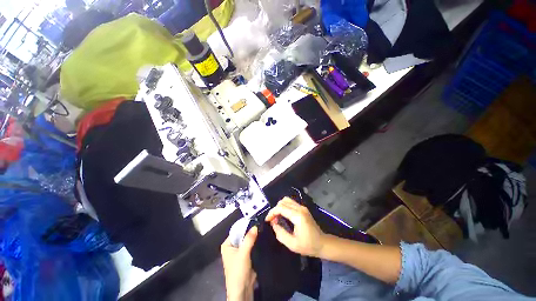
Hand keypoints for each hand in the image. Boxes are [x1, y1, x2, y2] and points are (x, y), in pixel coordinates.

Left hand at [221, 226, 257, 300]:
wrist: (242, 289)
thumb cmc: (238, 271)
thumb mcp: (243, 253)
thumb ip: (249, 239)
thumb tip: (255, 225)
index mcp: (227, 244)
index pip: (236, 230)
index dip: (245, 225)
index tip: (254, 219)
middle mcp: (232, 246)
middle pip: (242, 234)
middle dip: (250, 230)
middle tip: (259, 222)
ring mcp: (239, 250)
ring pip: (247, 239)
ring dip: (253, 235)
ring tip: (261, 227)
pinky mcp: (246, 255)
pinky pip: (250, 245)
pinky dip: (255, 241)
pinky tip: (261, 236)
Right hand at [265, 197, 325, 256]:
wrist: (323, 243)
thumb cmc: (308, 245)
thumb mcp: (292, 244)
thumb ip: (280, 233)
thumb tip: (273, 223)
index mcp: (298, 216)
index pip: (281, 208)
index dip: (272, 212)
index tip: (267, 220)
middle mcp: (300, 208)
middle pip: (283, 201)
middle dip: (275, 209)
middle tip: (273, 220)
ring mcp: (302, 207)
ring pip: (286, 200)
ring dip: (279, 207)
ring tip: (277, 217)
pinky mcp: (303, 208)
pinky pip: (291, 203)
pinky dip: (284, 207)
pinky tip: (283, 216)